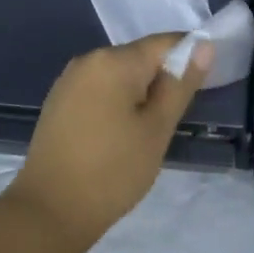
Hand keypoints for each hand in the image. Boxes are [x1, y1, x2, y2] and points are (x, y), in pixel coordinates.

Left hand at [8, 33, 212, 244]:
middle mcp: (88, 59)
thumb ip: (180, 85)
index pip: (165, 42)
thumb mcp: (157, 129)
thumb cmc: (112, 170)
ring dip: (140, 94)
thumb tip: (204, 46)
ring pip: (119, 75)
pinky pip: (99, 89)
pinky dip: (117, 102)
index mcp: (114, 60)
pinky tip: (119, 134)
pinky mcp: (59, 100)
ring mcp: (69, 79)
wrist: (49, 210)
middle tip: (174, 120)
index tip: (203, 89)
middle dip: (162, 80)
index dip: (190, 58)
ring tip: (148, 132)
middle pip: (140, 57)